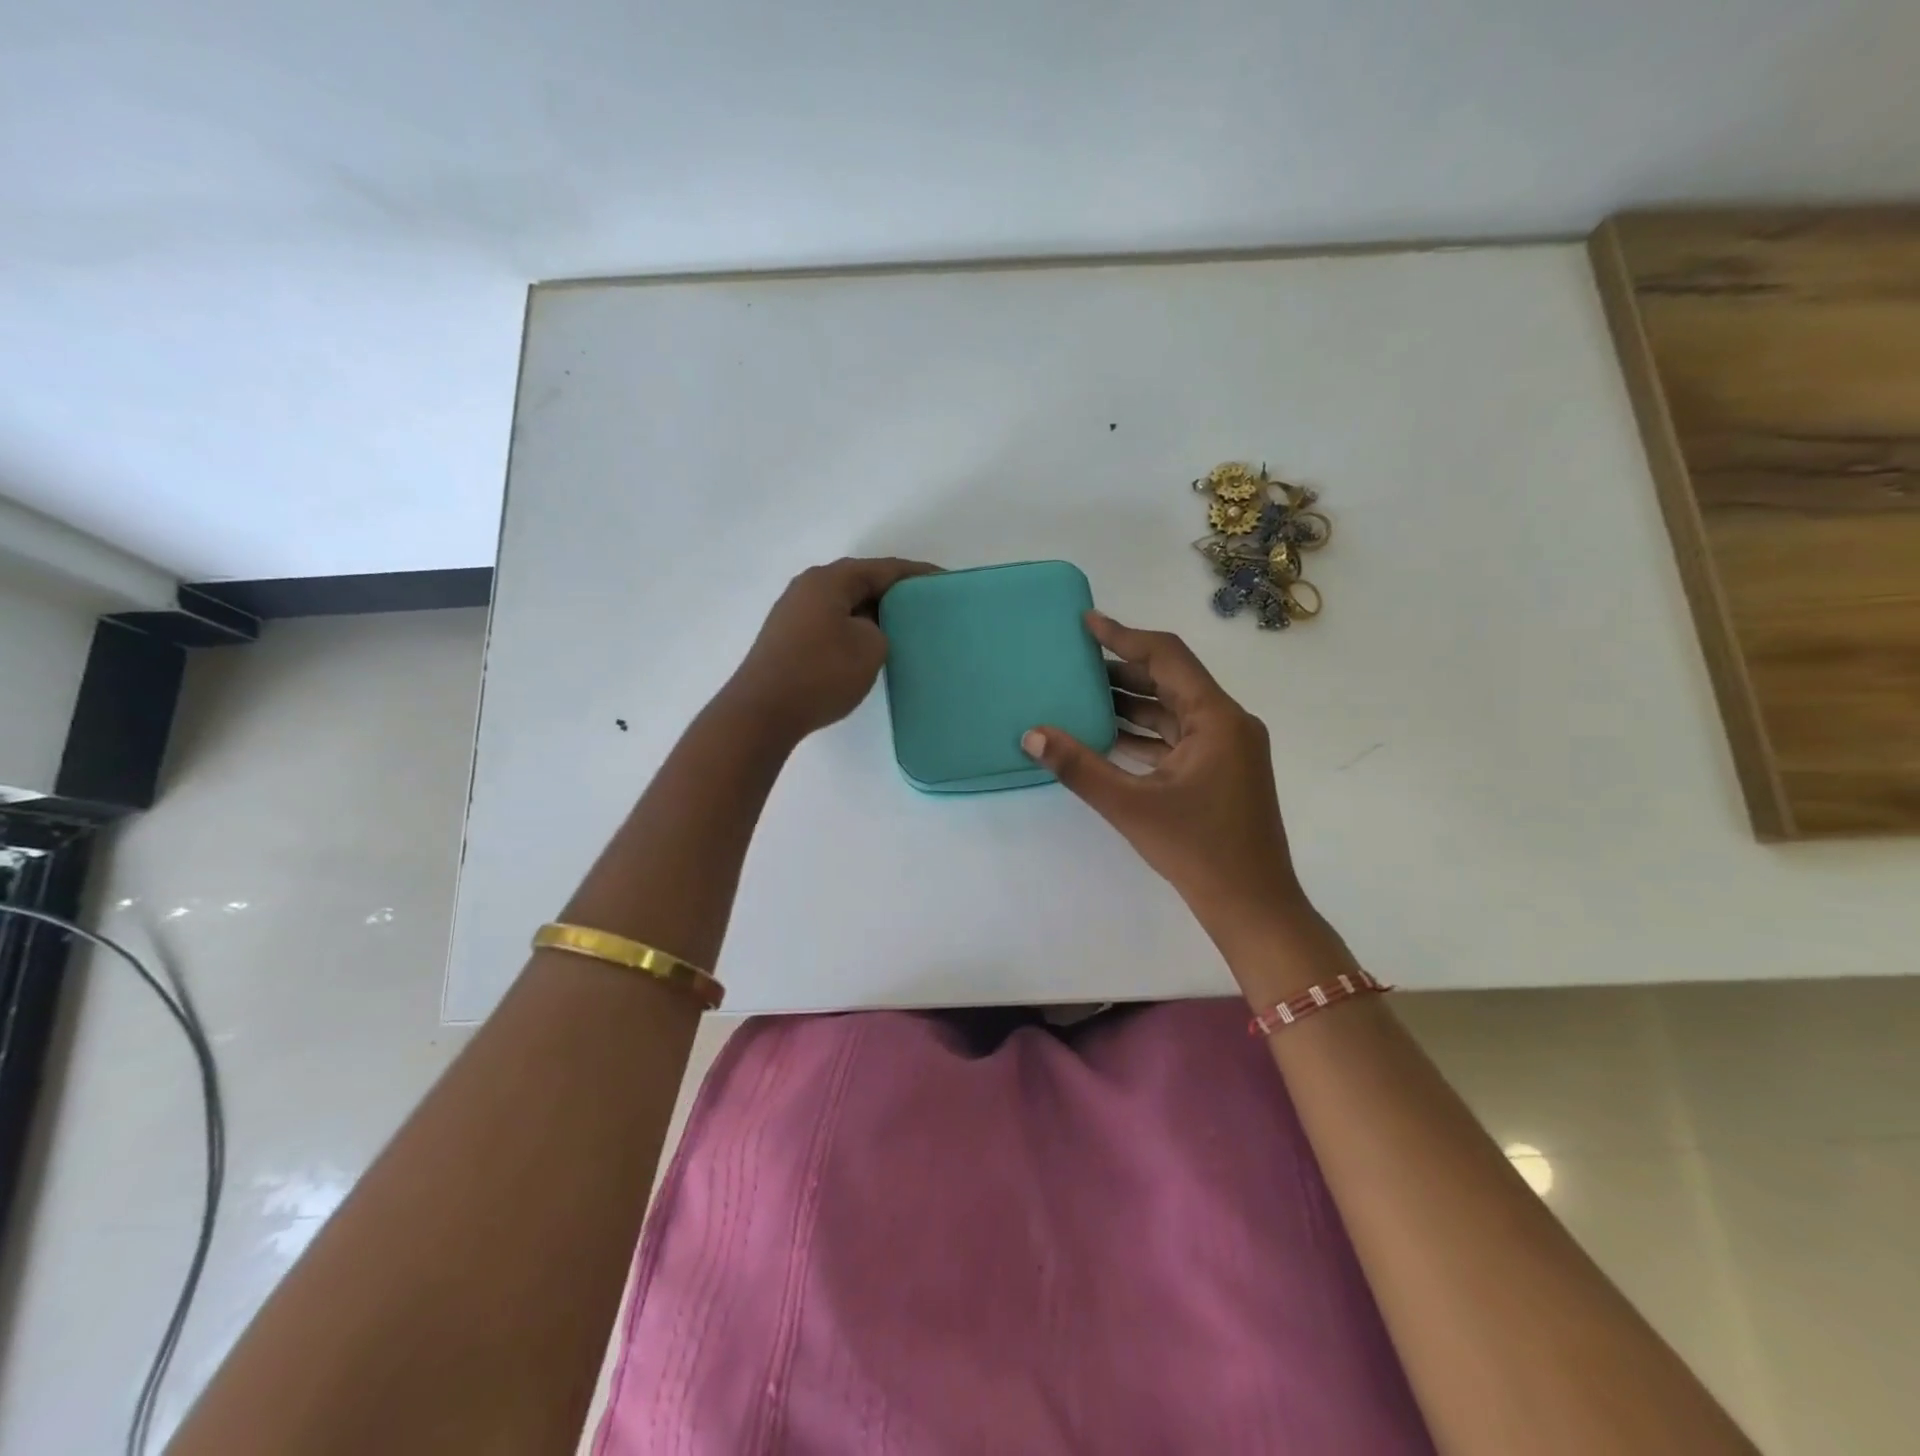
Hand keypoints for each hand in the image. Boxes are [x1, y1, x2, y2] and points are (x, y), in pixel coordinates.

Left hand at [723, 557, 939, 740]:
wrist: (762, 712)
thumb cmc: (821, 674)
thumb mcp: (870, 647)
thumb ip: (880, 628)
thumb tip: (866, 629)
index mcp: (830, 580)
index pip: (884, 569)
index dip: (917, 575)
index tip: (945, 582)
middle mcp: (808, 587)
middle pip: (861, 582)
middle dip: (894, 593)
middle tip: (926, 608)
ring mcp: (794, 612)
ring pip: (845, 604)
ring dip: (873, 613)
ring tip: (902, 629)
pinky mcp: (788, 637)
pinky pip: (831, 622)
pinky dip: (854, 629)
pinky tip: (868, 647)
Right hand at [1023, 612, 1323, 964]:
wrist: (1253, 906)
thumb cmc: (1198, 851)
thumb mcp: (1131, 806)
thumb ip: (1079, 767)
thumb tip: (1032, 735)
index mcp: (1216, 718)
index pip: (1167, 657)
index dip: (1124, 636)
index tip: (1086, 623)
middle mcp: (1227, 723)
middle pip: (1170, 680)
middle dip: (1122, 669)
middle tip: (1074, 661)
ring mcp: (1227, 748)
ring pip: (1172, 710)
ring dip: (1131, 702)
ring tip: (1081, 693)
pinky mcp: (1220, 771)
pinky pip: (1177, 737)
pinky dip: (1143, 733)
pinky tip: (1106, 735)